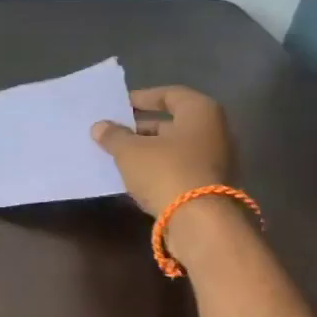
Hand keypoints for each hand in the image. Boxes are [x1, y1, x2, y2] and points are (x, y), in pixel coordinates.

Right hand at [91, 86, 236, 217]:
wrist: (200, 221)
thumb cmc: (165, 171)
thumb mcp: (130, 151)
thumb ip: (114, 136)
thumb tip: (100, 126)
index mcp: (200, 112)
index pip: (169, 94)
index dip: (142, 98)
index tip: (119, 105)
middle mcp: (215, 130)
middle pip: (173, 123)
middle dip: (142, 127)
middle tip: (114, 133)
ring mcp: (216, 159)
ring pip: (176, 147)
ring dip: (148, 150)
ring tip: (119, 155)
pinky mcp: (211, 185)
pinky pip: (180, 168)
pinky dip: (158, 168)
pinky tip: (135, 177)